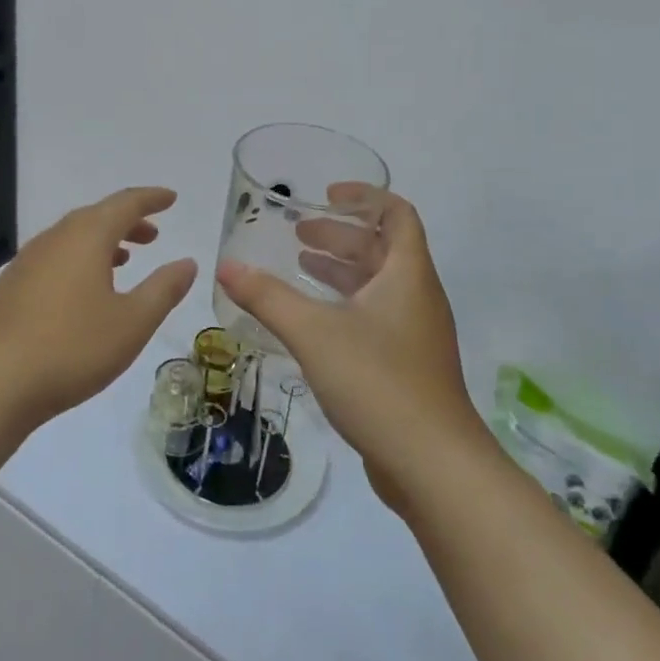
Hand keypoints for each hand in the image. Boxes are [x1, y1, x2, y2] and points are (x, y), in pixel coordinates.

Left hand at [0, 187, 195, 429]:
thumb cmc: (74, 348)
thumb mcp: (133, 322)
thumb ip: (163, 289)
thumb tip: (187, 263)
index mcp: (86, 237)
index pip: (125, 204)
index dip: (151, 199)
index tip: (171, 198)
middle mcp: (54, 239)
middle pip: (96, 217)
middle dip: (127, 221)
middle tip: (152, 235)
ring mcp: (27, 261)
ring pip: (71, 238)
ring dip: (101, 242)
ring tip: (123, 260)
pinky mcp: (10, 286)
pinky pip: (53, 258)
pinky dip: (77, 260)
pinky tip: (81, 291)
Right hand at [215, 191, 484, 509]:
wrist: (433, 465)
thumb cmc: (378, 382)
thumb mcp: (314, 332)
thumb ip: (267, 297)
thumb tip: (226, 266)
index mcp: (407, 274)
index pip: (397, 214)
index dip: (364, 197)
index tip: (326, 195)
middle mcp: (417, 297)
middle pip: (382, 249)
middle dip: (340, 236)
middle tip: (298, 235)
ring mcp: (415, 334)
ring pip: (377, 286)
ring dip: (341, 271)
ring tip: (299, 267)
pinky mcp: (407, 366)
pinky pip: (374, 317)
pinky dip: (344, 305)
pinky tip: (312, 322)